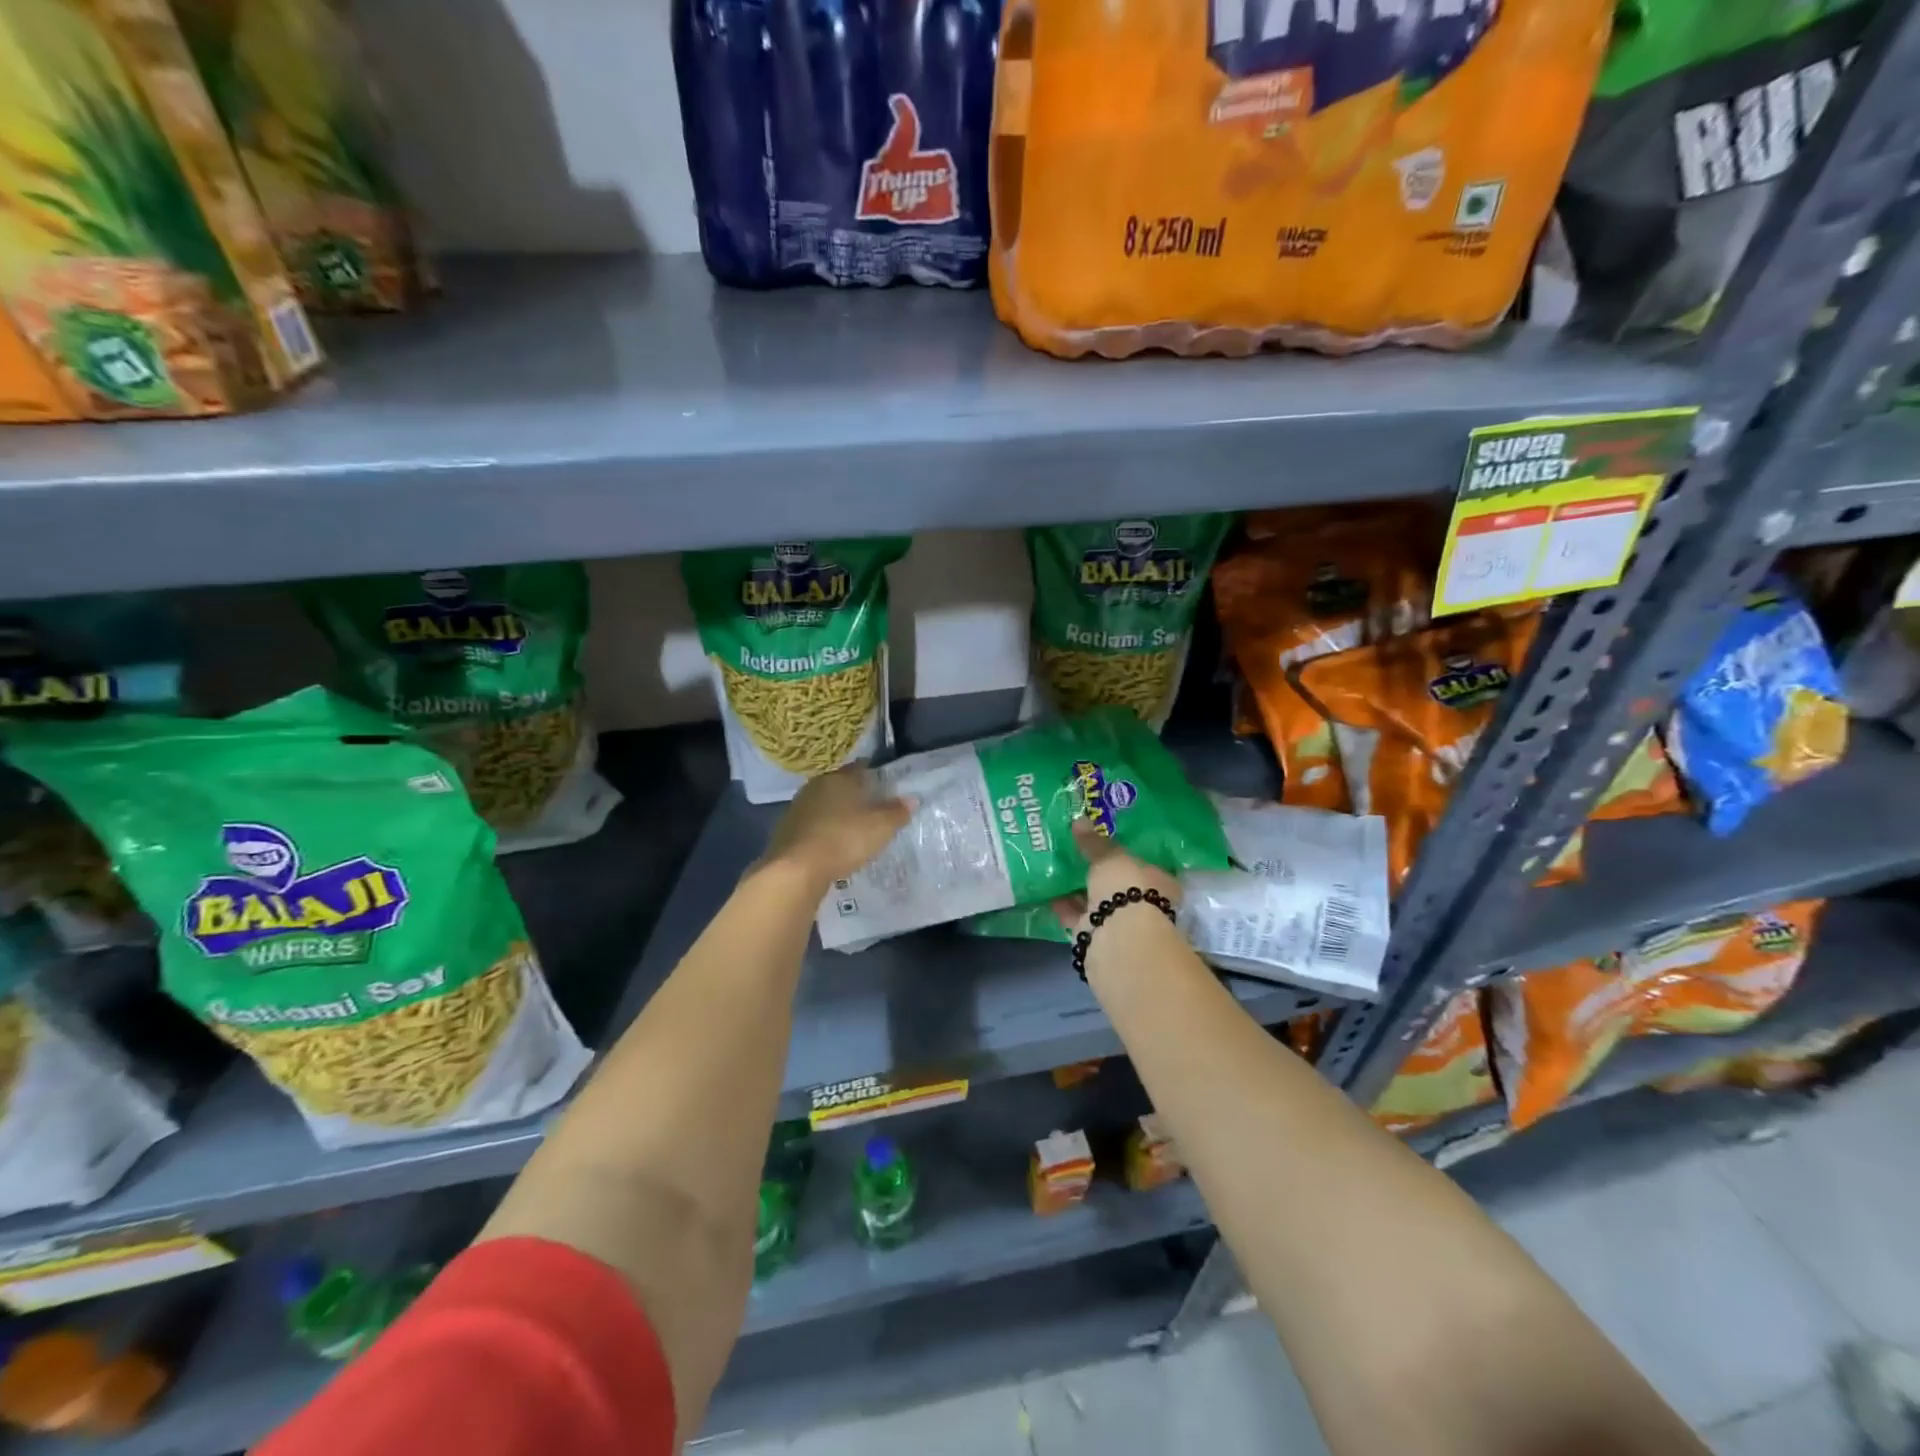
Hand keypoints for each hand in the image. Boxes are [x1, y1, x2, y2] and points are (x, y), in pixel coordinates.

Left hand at [760, 767, 911, 890]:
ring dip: (837, 814)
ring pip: (824, 805)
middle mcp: (815, 786)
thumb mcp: (880, 827)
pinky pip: (812, 825)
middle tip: (873, 808)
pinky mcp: (786, 831)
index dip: (874, 774)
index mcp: (839, 778)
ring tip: (854, 828)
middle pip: (840, 785)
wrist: (795, 870)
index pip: (860, 768)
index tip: (886, 784)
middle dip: (855, 795)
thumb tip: (911, 799)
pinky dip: (823, 831)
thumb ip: (897, 812)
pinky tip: (832, 845)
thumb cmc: (843, 840)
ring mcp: (797, 808)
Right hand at [1051, 818, 1179, 934]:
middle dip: (1097, 872)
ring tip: (1055, 868)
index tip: (1101, 843)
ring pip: (1097, 901)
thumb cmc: (1127, 889)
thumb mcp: (1110, 858)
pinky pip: (1078, 917)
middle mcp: (1144, 903)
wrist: (1119, 940)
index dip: (1122, 853)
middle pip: (1117, 884)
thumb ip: (1094, 842)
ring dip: (1078, 889)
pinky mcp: (1098, 939)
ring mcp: (1121, 923)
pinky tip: (1047, 891)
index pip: (1141, 863)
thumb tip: (1079, 820)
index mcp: (1159, 882)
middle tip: (1074, 852)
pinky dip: (1064, 906)